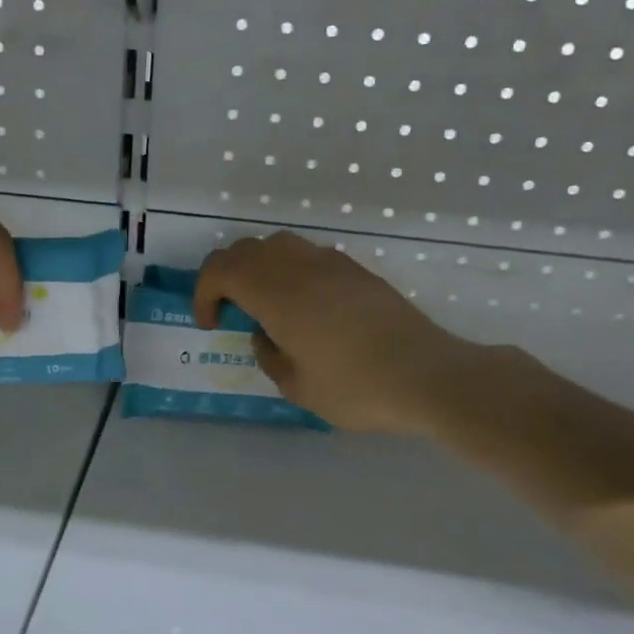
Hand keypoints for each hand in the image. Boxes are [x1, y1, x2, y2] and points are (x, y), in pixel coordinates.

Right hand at [193, 231, 524, 434]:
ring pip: (280, 245)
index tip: (210, 323)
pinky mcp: (358, 271)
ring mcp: (333, 264)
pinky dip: (291, 272)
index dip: (204, 292)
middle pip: (247, 249)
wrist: (429, 376)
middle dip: (227, 276)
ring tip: (265, 304)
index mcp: (278, 294)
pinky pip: (309, 256)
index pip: (222, 269)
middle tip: (229, 311)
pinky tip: (306, 307)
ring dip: (260, 268)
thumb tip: (265, 334)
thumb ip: (269, 355)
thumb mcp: (298, 387)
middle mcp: (301, 268)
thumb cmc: (357, 388)